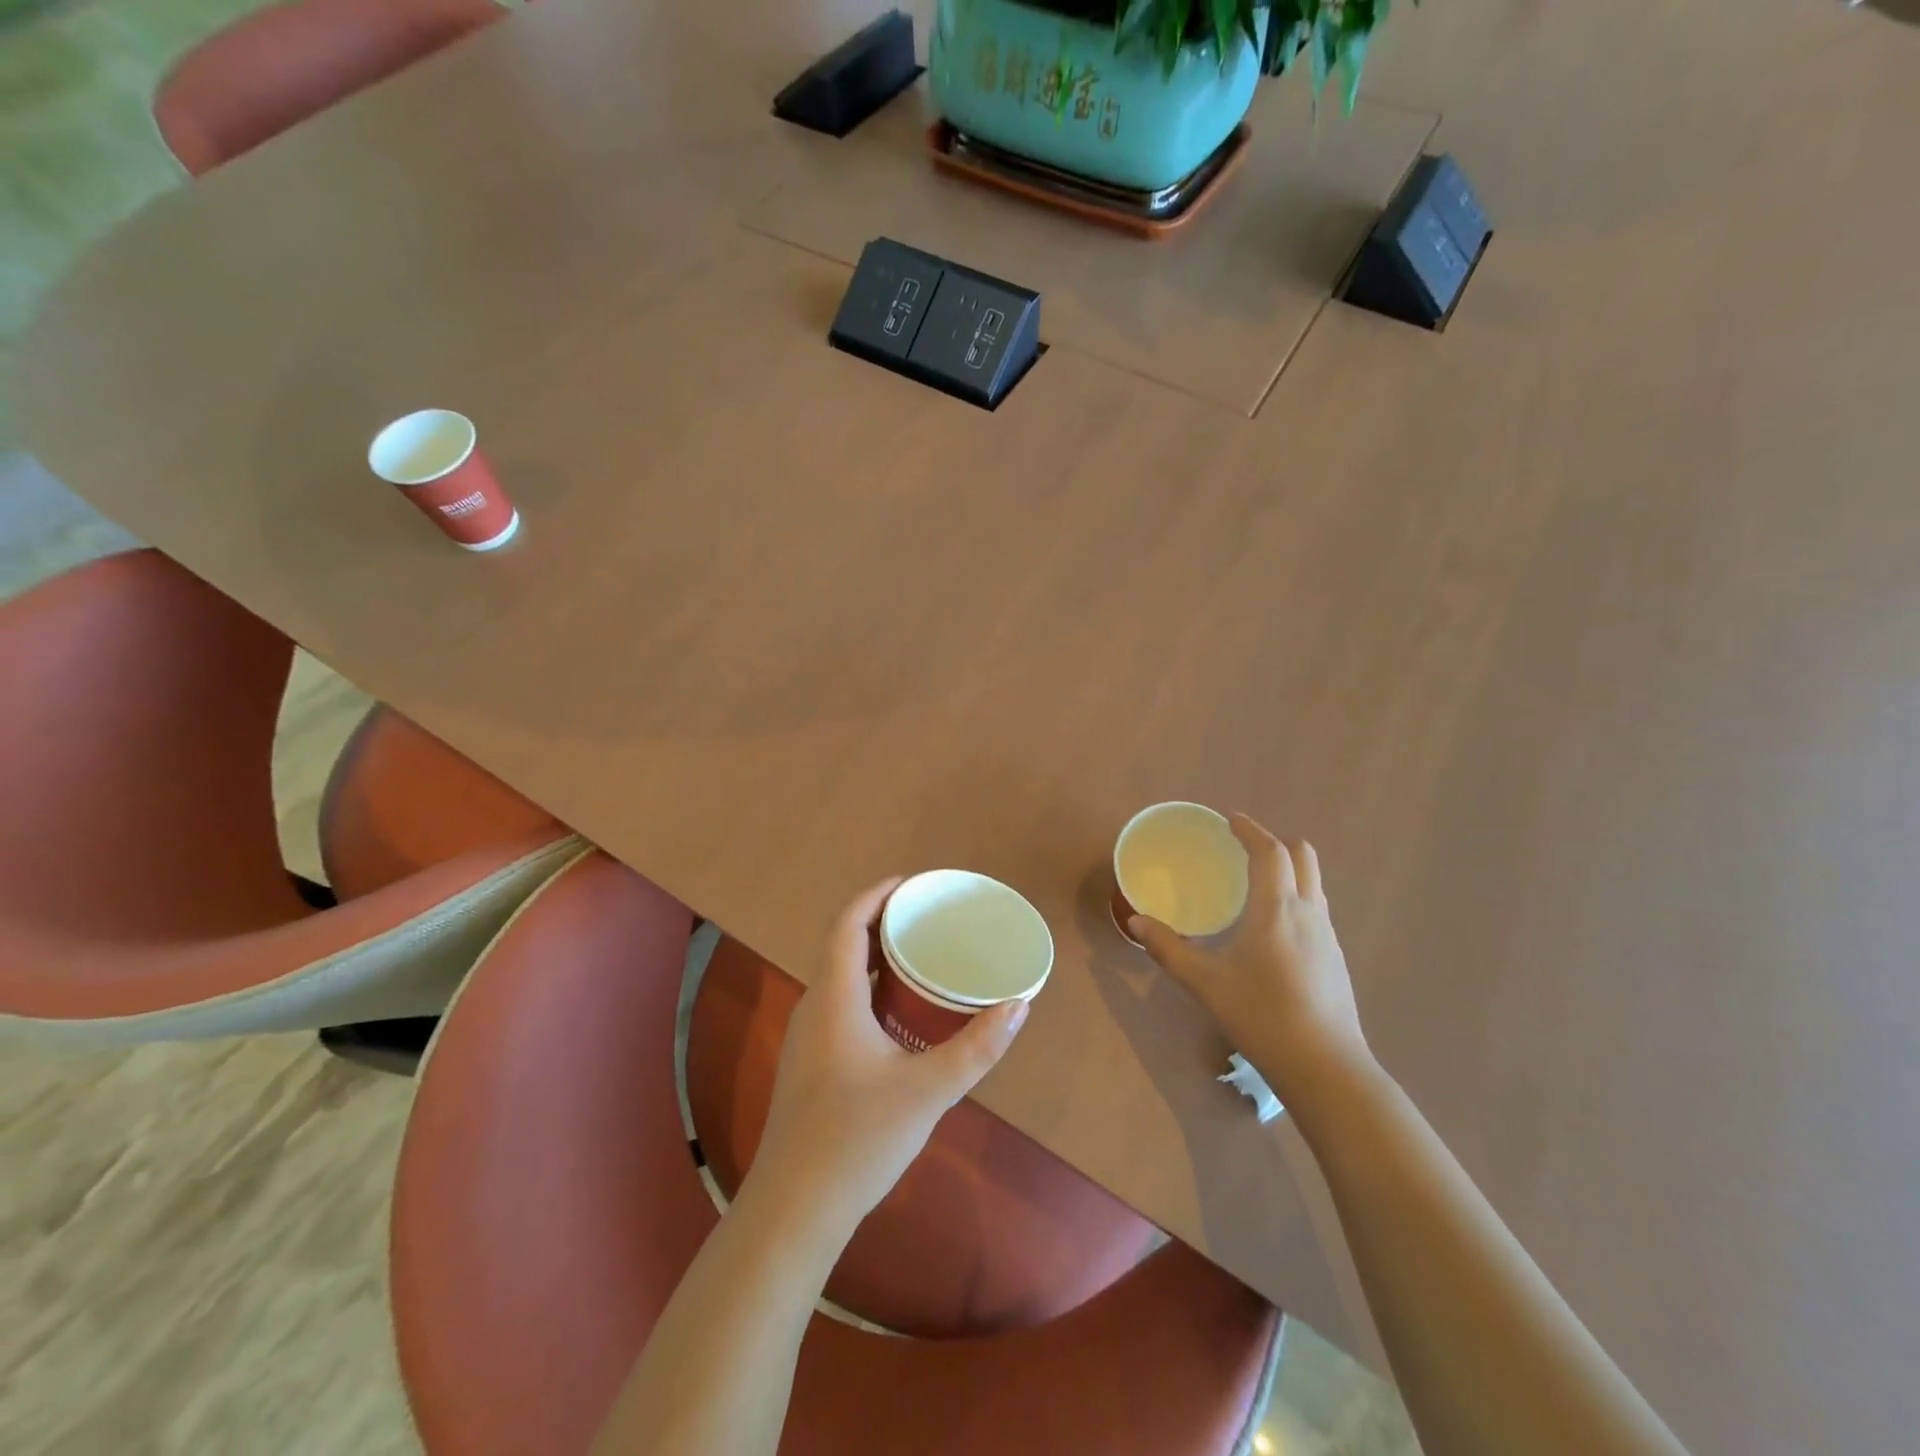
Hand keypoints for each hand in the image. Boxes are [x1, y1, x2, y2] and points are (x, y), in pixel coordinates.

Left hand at [749, 878, 1028, 1232]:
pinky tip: (897, 1012)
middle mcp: (815, 1007)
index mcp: (835, 999)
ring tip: (918, 955)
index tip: (910, 883)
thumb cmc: (858, 1139)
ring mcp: (808, 1038)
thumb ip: (977, 1047)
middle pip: (842, 945)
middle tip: (925, 918)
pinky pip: (839, 1003)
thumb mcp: (929, 1091)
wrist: (794, 1209)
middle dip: (880, 922)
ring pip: (839, 977)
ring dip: (873, 957)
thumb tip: (1019, 1006)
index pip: (846, 924)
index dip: (874, 895)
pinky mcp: (810, 1064)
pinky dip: (868, 988)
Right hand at [1129, 814, 1370, 1105]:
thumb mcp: (1205, 982)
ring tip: (1254, 885)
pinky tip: (1272, 929)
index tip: (1230, 820)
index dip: (1251, 830)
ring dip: (1288, 870)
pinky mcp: (1336, 958)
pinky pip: (1316, 908)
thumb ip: (1168, 949)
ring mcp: (1328, 936)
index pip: (1271, 852)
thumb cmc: (1262, 1016)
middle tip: (1243, 849)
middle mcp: (1309, 912)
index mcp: (1278, 909)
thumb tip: (1135, 922)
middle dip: (1275, 843)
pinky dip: (1295, 897)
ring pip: (1313, 883)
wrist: (1326, 1068)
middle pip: (1303, 856)